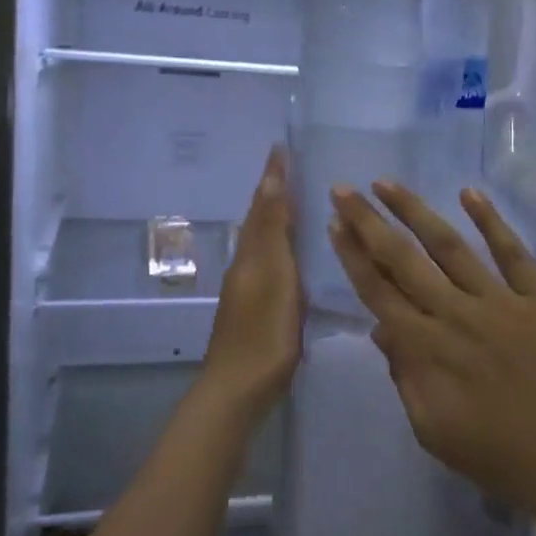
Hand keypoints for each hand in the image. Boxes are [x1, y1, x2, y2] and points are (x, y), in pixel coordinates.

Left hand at [201, 147, 300, 421]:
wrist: (238, 389)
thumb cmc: (263, 332)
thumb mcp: (274, 276)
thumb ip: (273, 232)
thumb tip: (270, 182)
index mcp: (253, 255)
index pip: (264, 205)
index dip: (273, 177)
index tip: (280, 147)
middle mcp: (247, 265)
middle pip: (259, 221)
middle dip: (273, 193)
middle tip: (291, 168)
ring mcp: (249, 289)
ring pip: (262, 241)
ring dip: (276, 218)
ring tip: (297, 202)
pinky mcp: (256, 308)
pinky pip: (269, 262)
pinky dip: (280, 246)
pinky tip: (293, 255)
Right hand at [326, 179, 535, 521]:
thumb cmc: (501, 456)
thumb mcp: (432, 431)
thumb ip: (403, 377)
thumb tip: (381, 328)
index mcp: (427, 349)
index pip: (378, 292)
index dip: (353, 257)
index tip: (334, 225)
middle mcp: (456, 314)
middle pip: (403, 259)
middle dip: (368, 222)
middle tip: (343, 189)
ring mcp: (501, 301)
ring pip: (449, 246)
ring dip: (415, 211)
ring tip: (387, 183)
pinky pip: (513, 252)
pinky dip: (491, 220)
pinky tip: (469, 193)